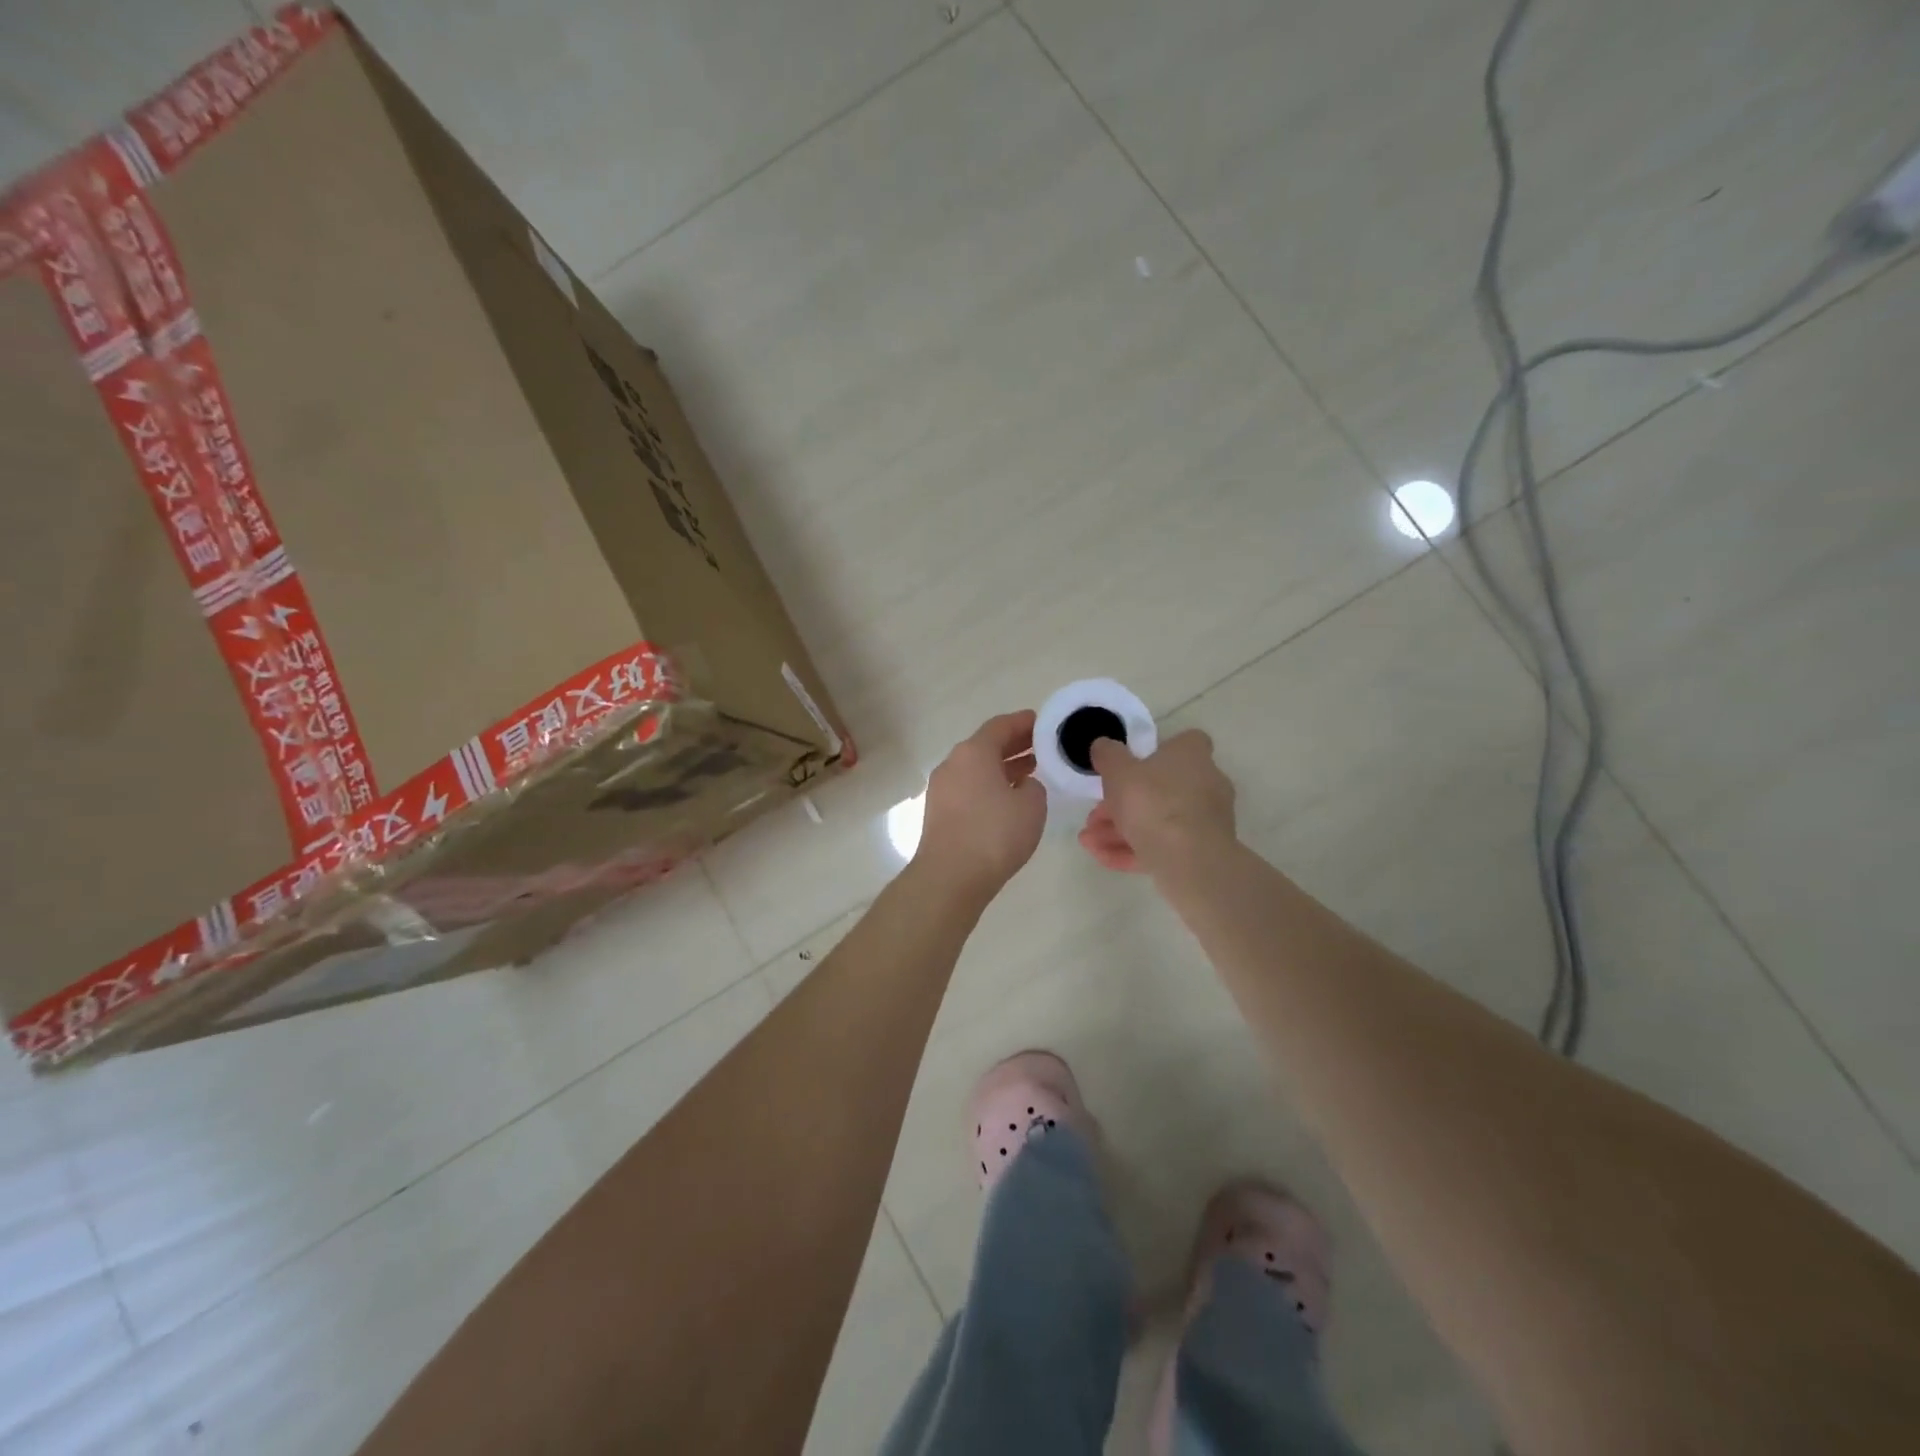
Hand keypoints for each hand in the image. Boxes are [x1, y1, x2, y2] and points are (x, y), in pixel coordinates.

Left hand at [915, 710, 1047, 896]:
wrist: (950, 877)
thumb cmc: (995, 834)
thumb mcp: (1031, 806)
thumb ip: (1033, 787)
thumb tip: (1022, 786)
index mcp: (973, 752)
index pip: (1000, 726)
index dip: (1023, 722)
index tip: (1041, 722)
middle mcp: (953, 764)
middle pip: (985, 746)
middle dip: (1014, 745)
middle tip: (1040, 747)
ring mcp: (941, 789)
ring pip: (976, 769)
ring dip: (1002, 768)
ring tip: (1030, 773)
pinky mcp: (938, 812)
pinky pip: (968, 788)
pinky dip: (989, 786)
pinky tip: (1007, 800)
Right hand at [1078, 729, 1236, 873]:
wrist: (1189, 861)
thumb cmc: (1153, 802)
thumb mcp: (1118, 771)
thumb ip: (1108, 755)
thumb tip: (1103, 745)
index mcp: (1192, 756)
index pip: (1183, 743)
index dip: (1155, 752)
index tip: (1129, 766)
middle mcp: (1206, 783)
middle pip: (1160, 788)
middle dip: (1122, 803)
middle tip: (1094, 816)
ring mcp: (1205, 820)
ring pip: (1158, 820)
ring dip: (1120, 829)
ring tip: (1089, 841)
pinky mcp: (1201, 851)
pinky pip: (1163, 845)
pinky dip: (1134, 850)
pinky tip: (1102, 857)